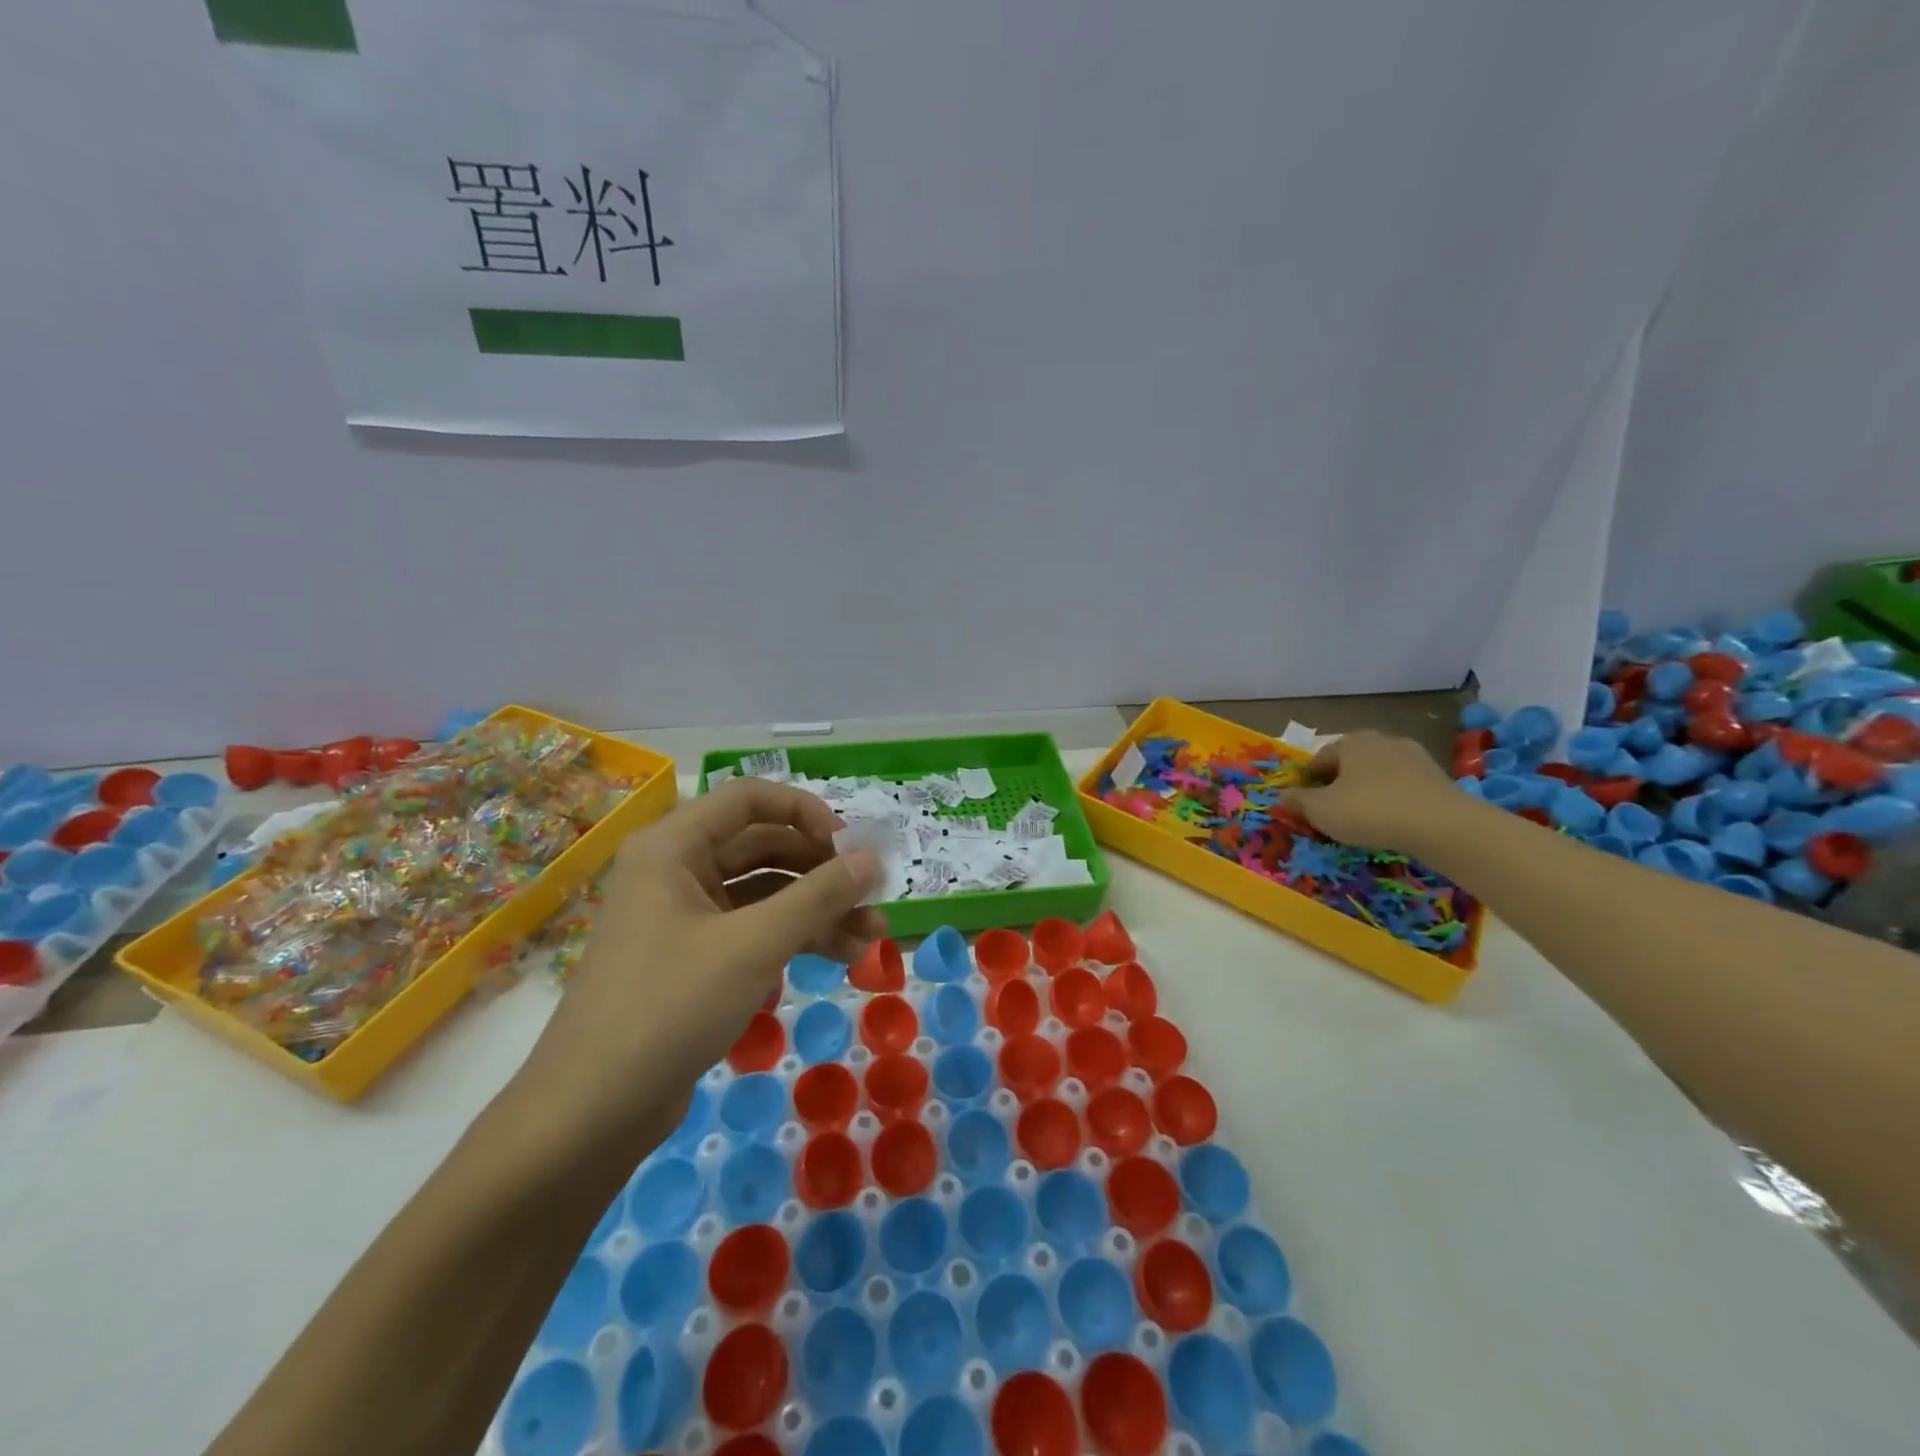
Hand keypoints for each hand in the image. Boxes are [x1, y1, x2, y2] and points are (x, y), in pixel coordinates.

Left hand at [520, 779, 884, 1141]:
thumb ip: (819, 896)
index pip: (750, 798)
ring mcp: (684, 916)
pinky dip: (796, 937)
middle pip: (763, 846)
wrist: (591, 1113)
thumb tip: (872, 860)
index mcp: (674, 846)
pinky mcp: (694, 959)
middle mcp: (676, 870)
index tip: (850, 845)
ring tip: (871, 937)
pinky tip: (841, 956)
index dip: (806, 812)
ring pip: (765, 892)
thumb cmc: (670, 1006)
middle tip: (872, 895)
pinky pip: (754, 929)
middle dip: (822, 871)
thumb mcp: (754, 944)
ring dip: (818, 909)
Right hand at [1282, 729, 1467, 857]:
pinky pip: (1402, 788)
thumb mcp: (1321, 809)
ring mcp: (1414, 757)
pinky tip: (1390, 823)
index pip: (1317, 760)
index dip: (1306, 783)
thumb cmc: (1370, 810)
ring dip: (1365, 794)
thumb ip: (1297, 800)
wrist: (1442, 826)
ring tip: (1361, 822)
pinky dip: (1391, 802)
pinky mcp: (1437, 777)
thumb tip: (1279, 795)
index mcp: (1350, 742)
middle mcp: (1381, 741)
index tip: (1304, 806)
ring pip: (1377, 776)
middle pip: (1349, 766)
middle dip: (1337, 787)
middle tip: (1331, 814)